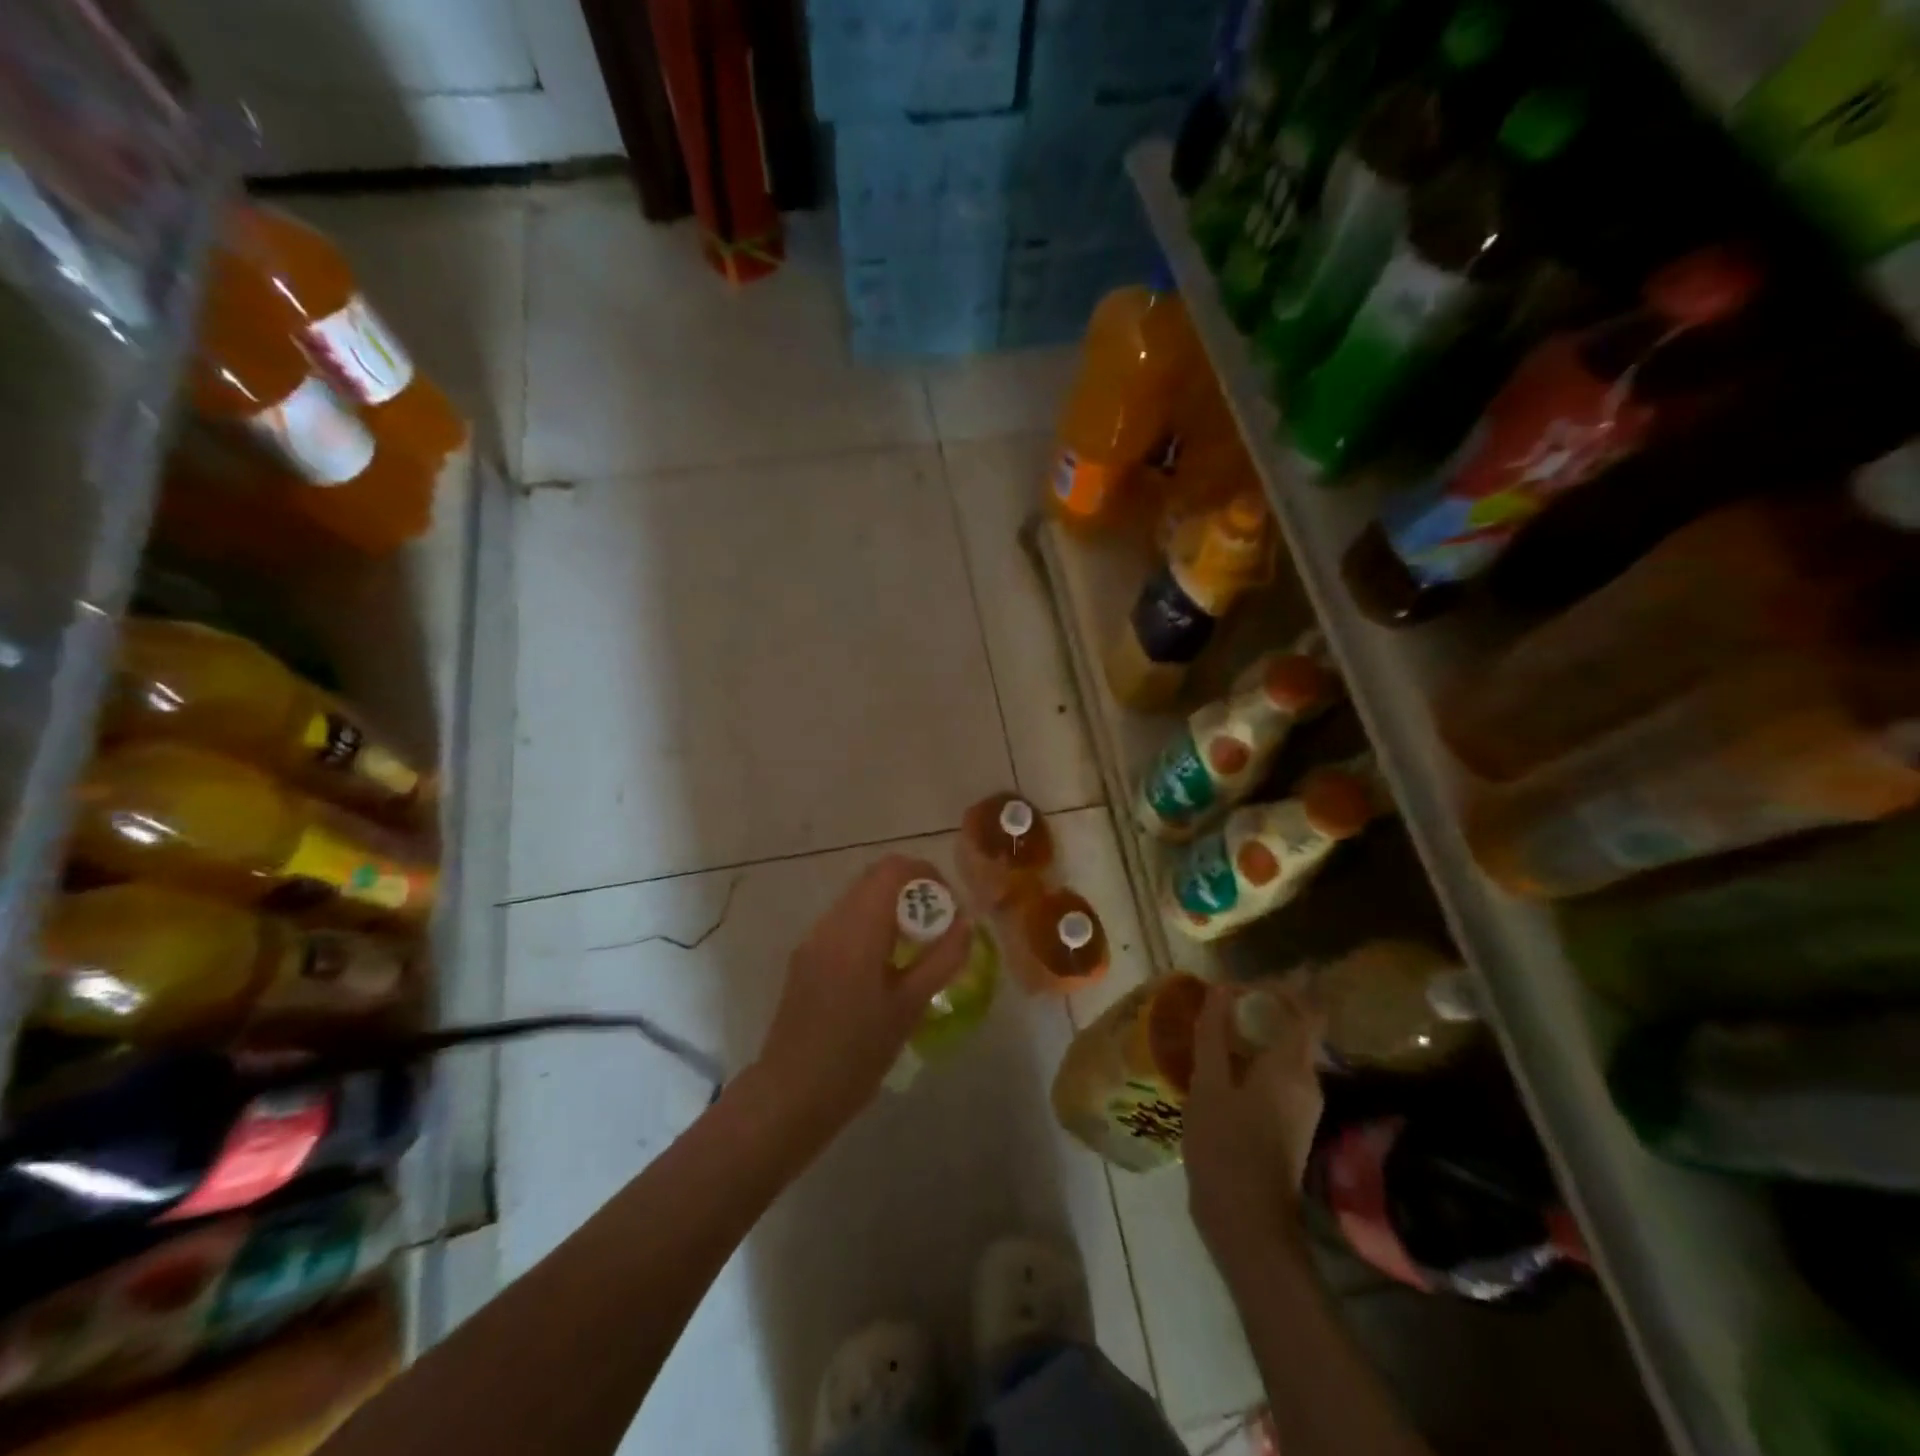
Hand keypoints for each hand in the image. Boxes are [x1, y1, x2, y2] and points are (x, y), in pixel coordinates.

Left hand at [752, 854, 973, 1136]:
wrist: (792, 1093)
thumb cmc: (857, 1053)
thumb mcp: (910, 1007)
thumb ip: (942, 958)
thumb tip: (966, 922)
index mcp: (858, 929)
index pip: (893, 870)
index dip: (927, 874)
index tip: (949, 905)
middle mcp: (832, 922)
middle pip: (874, 878)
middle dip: (912, 890)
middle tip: (938, 926)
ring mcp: (814, 939)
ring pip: (858, 899)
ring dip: (891, 907)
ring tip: (916, 947)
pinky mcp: (806, 957)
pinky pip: (844, 922)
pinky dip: (872, 925)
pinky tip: (885, 966)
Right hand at [1183, 982, 1324, 1270]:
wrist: (1246, 1223)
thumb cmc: (1226, 1146)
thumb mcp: (1209, 1083)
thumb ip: (1214, 1033)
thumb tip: (1221, 989)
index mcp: (1292, 1066)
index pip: (1308, 1010)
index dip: (1288, 985)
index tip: (1257, 974)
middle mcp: (1307, 1082)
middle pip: (1297, 1029)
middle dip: (1266, 1006)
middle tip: (1224, 996)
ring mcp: (1302, 1106)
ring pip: (1285, 1053)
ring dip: (1257, 1033)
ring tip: (1217, 1024)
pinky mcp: (1290, 1124)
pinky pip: (1279, 1074)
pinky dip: (1255, 1058)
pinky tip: (1221, 1063)